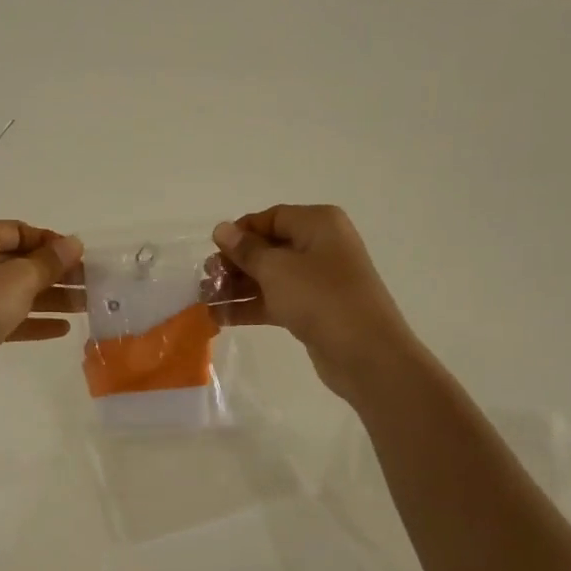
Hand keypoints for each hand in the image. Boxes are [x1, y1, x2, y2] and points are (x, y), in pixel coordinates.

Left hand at [0, 219, 83, 403]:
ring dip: (50, 298)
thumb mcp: (18, 279)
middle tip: (92, 284)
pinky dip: (32, 320)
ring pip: (15, 290)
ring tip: (86, 307)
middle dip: (56, 273)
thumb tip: (74, 243)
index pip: (20, 230)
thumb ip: (50, 262)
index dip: (52, 243)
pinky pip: (7, 316)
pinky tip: (62, 329)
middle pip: (19, 261)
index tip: (83, 258)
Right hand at [213, 205, 423, 401]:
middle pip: (268, 248)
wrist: (365, 353)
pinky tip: (220, 317)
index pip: (271, 218)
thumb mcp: (276, 269)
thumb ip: (246, 249)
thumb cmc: (320, 297)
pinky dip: (250, 306)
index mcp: (318, 224)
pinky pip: (276, 301)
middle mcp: (320, 246)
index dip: (240, 232)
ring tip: (204, 300)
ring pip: (269, 277)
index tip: (212, 250)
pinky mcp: (313, 310)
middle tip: (206, 280)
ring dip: (237, 287)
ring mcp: (318, 280)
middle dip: (234, 263)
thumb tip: (222, 229)